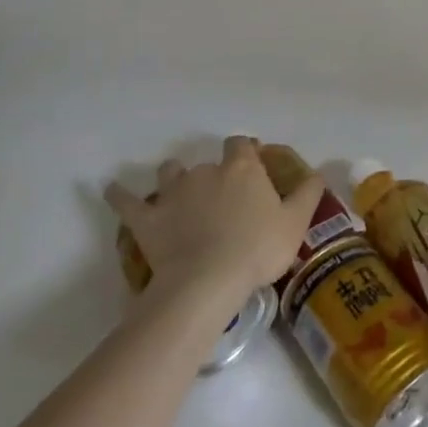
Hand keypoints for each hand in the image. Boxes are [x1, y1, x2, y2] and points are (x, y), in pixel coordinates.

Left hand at [104, 136, 323, 300]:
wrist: (208, 281)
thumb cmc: (257, 250)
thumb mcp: (294, 223)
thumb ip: (308, 195)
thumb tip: (317, 173)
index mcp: (241, 169)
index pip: (241, 145)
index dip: (245, 151)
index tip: (251, 163)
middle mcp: (206, 171)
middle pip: (208, 162)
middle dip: (213, 174)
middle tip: (221, 199)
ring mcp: (173, 192)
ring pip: (169, 172)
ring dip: (173, 178)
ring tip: (177, 193)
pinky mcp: (147, 218)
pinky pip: (127, 201)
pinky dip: (118, 195)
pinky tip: (110, 190)